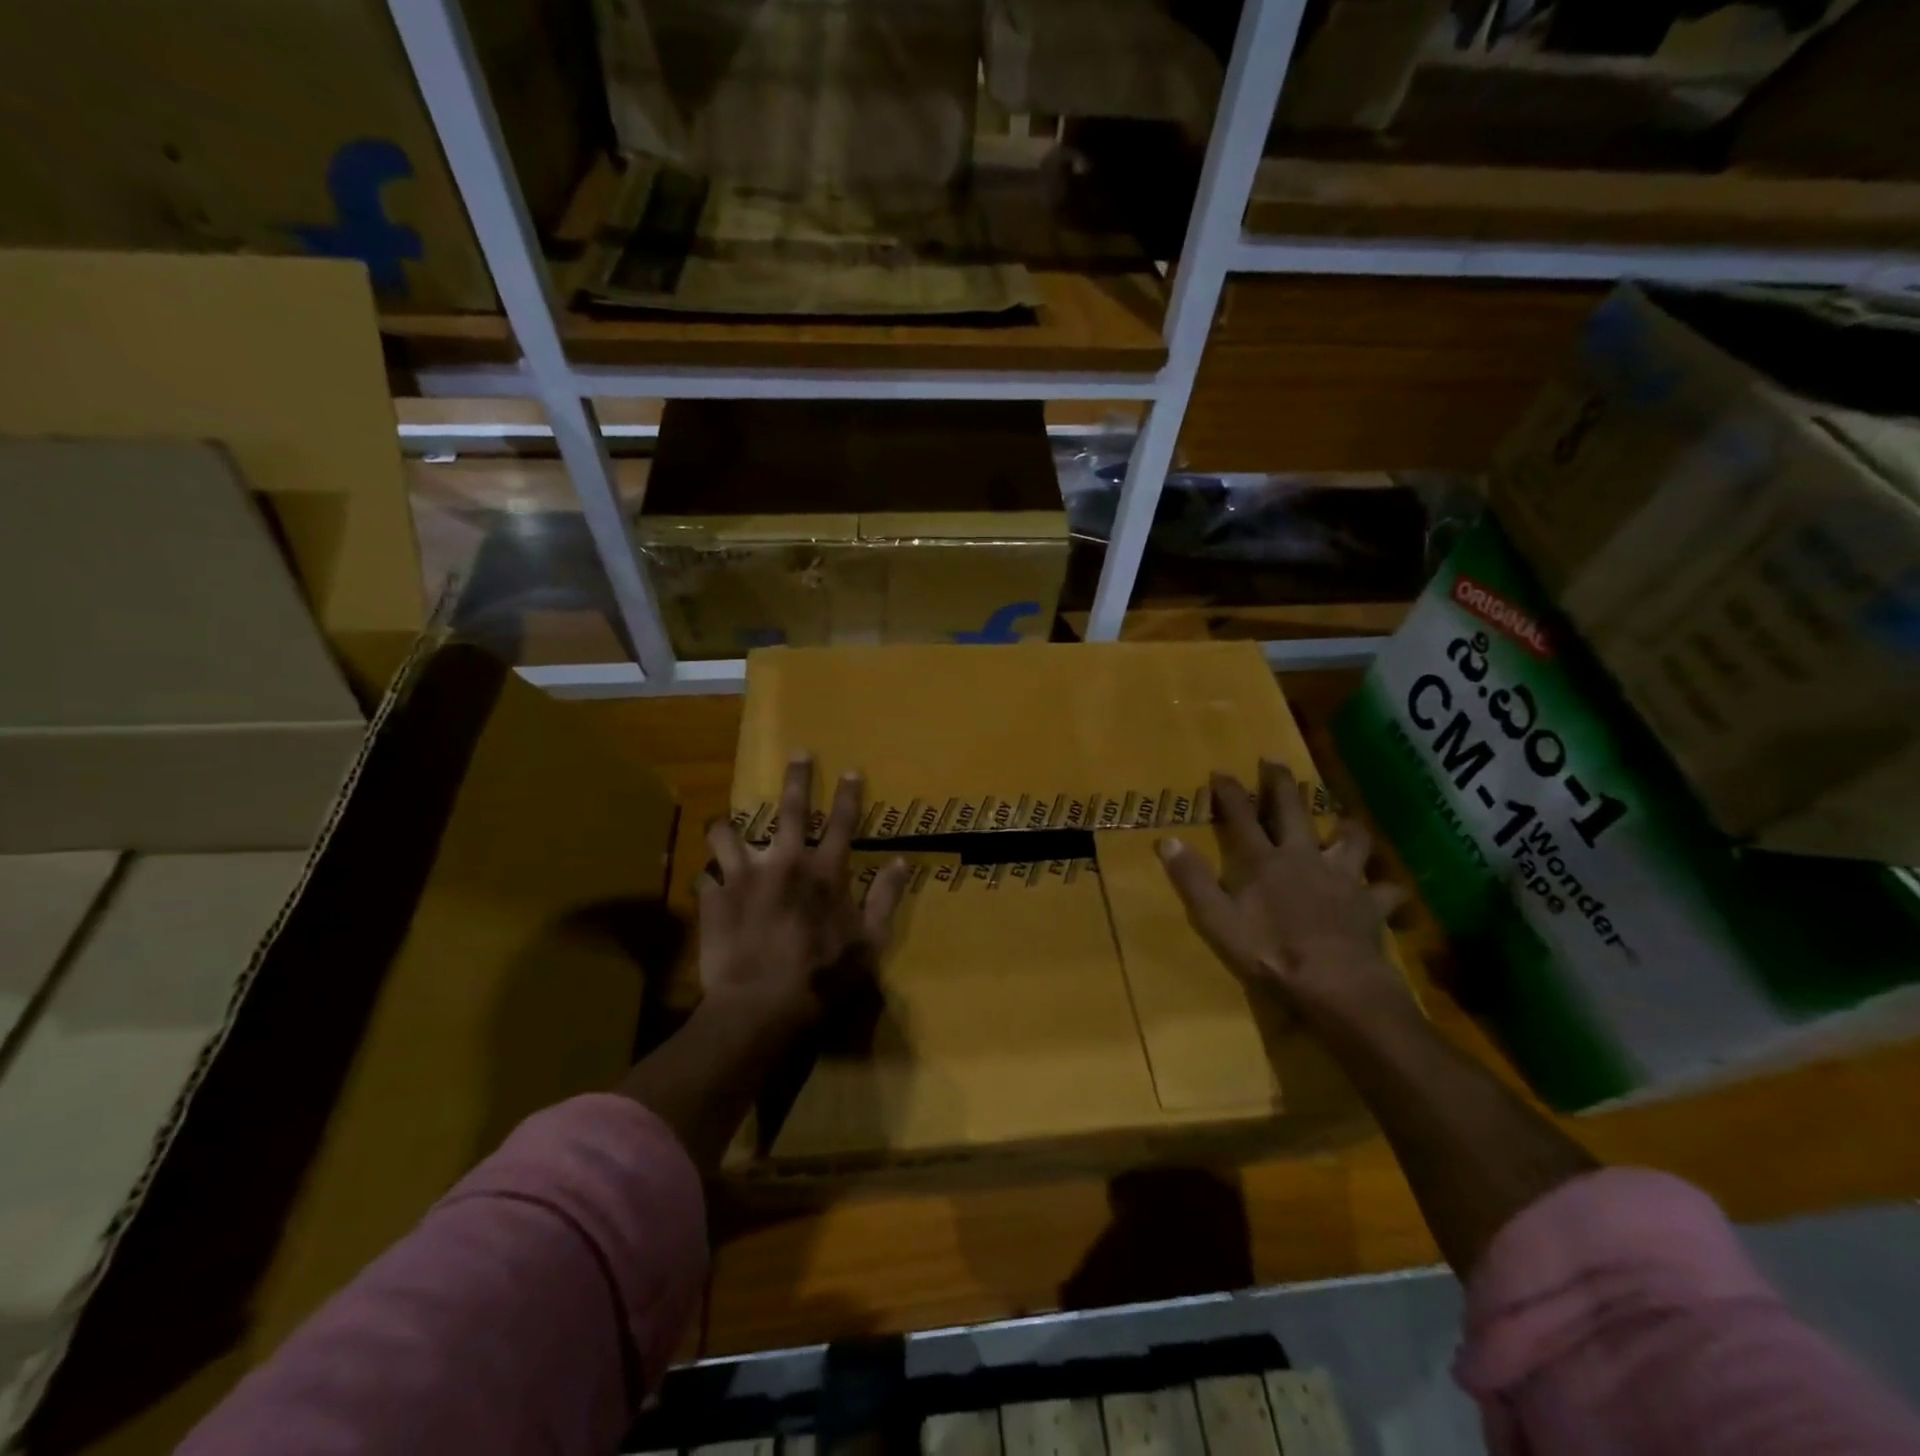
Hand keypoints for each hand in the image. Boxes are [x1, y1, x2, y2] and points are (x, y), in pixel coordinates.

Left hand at [698, 755, 911, 1033]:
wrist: (762, 1005)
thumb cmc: (823, 975)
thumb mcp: (869, 941)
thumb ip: (885, 898)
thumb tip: (902, 863)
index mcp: (824, 872)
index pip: (842, 823)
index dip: (849, 795)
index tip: (851, 769)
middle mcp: (783, 862)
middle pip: (791, 810)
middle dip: (797, 779)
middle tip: (798, 754)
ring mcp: (743, 877)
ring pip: (728, 834)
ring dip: (728, 827)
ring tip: (725, 824)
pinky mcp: (713, 899)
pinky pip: (704, 878)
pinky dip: (709, 880)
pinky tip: (710, 886)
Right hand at [1158, 762, 1409, 1024]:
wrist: (1334, 981)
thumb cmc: (1268, 951)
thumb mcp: (1216, 919)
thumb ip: (1193, 879)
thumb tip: (1167, 841)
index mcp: (1262, 860)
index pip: (1240, 816)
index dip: (1229, 793)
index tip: (1220, 772)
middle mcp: (1302, 856)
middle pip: (1291, 811)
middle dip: (1280, 784)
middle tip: (1275, 761)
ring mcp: (1341, 876)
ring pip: (1349, 838)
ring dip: (1346, 827)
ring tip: (1345, 821)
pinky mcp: (1370, 902)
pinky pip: (1386, 889)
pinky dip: (1387, 887)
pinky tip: (1389, 888)